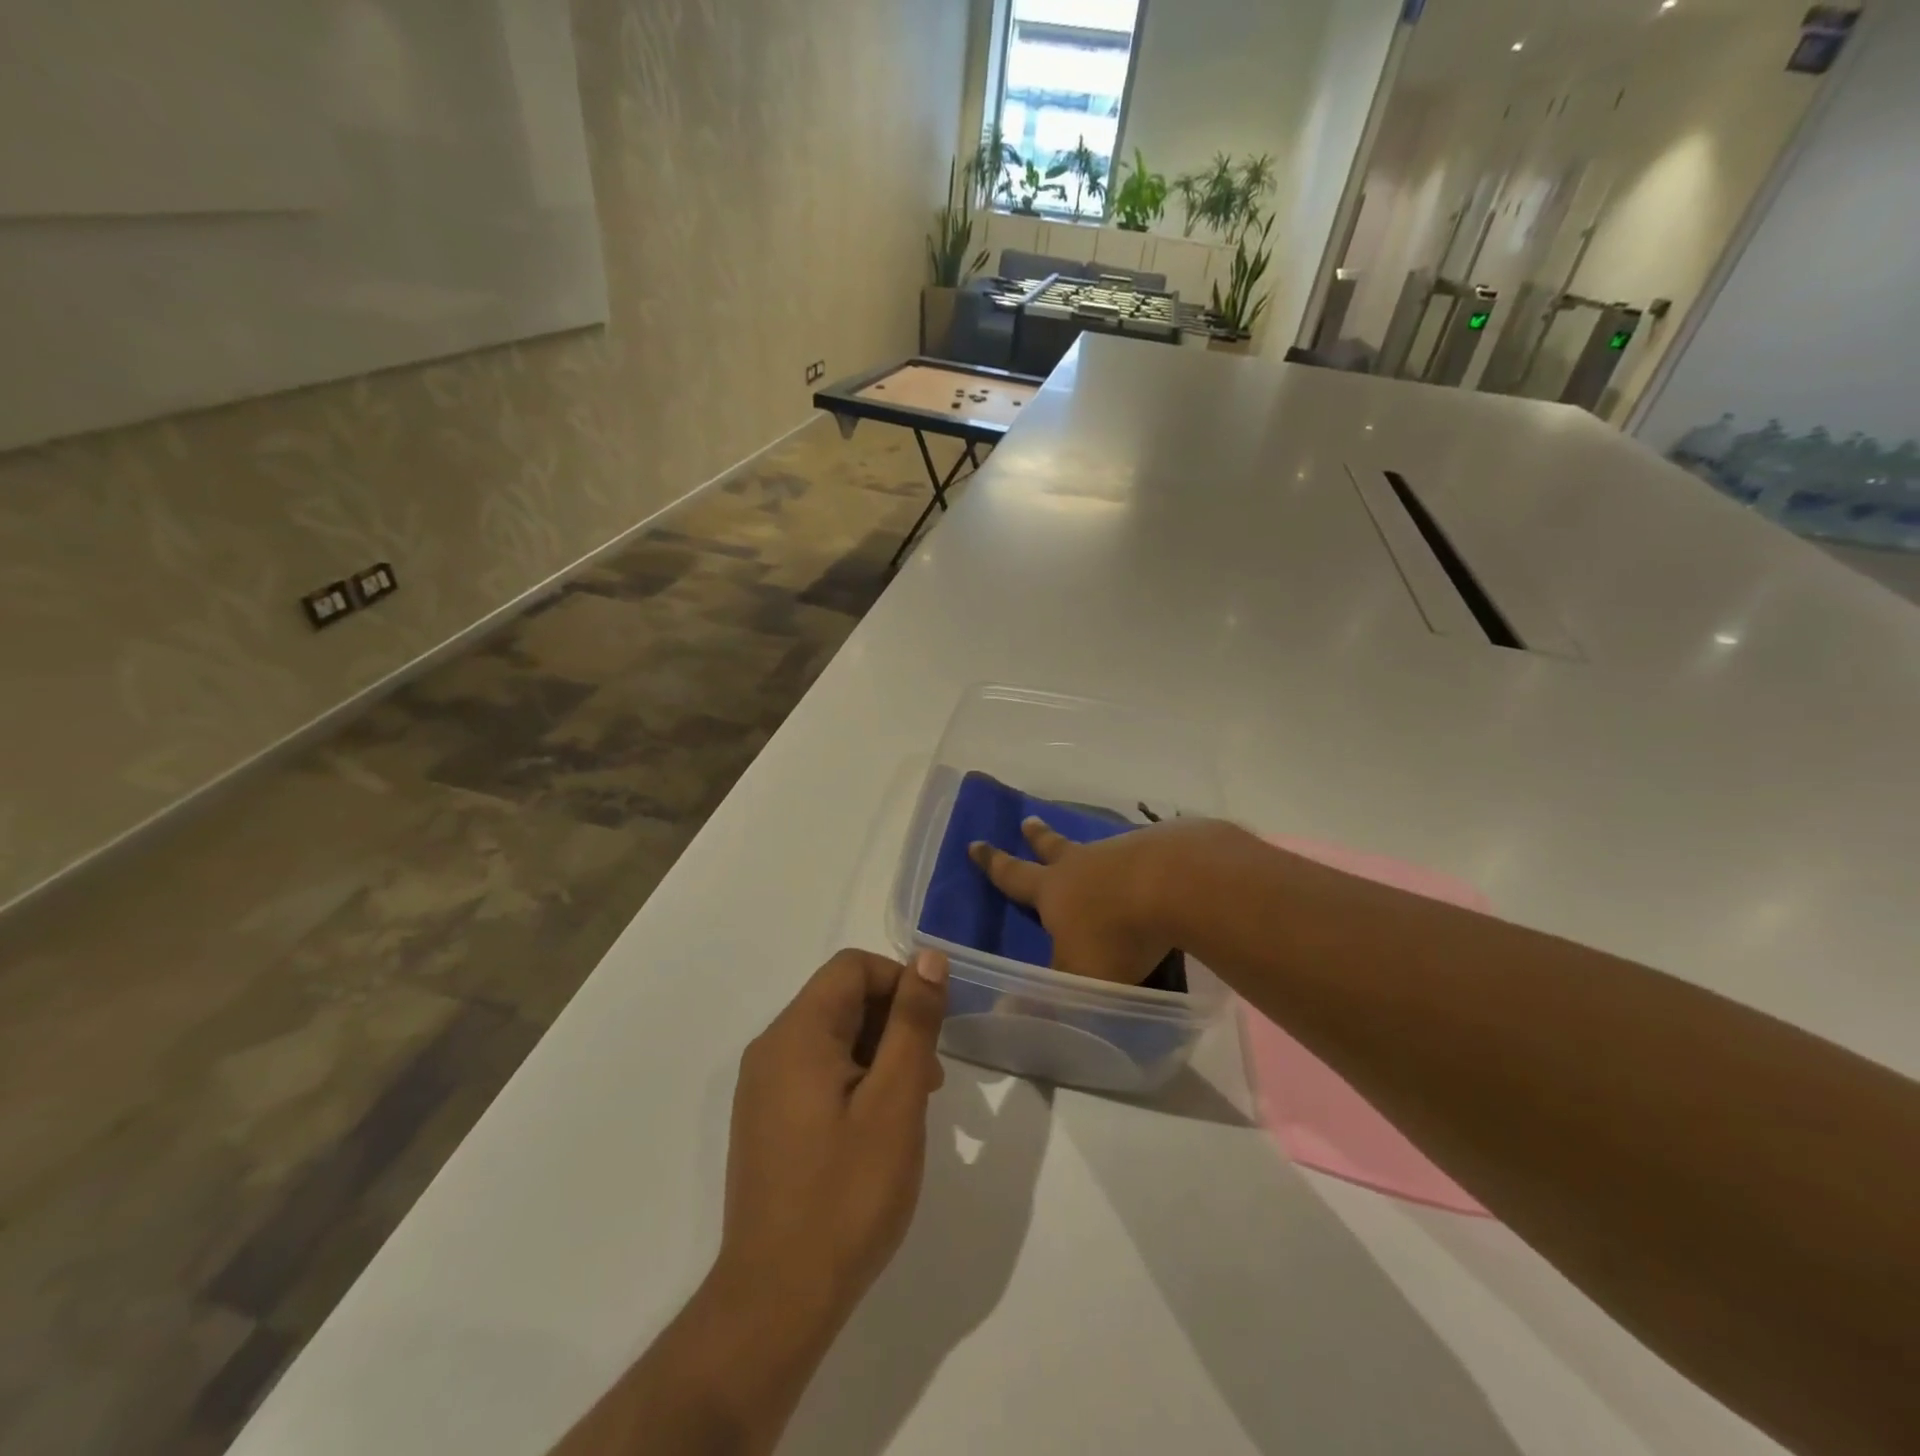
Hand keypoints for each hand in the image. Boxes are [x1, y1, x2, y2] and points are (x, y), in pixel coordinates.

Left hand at [718, 947, 948, 1322]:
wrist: (777, 1301)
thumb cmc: (846, 1194)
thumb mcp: (895, 1100)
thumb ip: (913, 1022)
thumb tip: (928, 958)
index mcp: (797, 1033)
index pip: (853, 968)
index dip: (900, 983)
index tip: (933, 1030)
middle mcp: (771, 1048)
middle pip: (841, 999)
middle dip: (893, 1023)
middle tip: (928, 1080)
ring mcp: (763, 1087)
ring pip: (832, 1038)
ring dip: (879, 1054)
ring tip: (910, 1108)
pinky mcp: (766, 1120)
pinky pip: (816, 1072)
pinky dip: (855, 1080)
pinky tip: (876, 1130)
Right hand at [968, 816, 1225, 983]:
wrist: (1177, 883)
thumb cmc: (1116, 935)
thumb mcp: (1078, 977)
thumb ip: (1049, 993)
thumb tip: (1007, 1013)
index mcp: (1053, 890)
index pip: (1013, 875)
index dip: (992, 863)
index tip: (975, 843)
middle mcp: (1082, 864)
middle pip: (1054, 847)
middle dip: (1038, 837)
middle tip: (1028, 821)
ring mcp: (1121, 852)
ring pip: (1098, 850)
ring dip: (1090, 852)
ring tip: (1094, 853)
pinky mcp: (1159, 850)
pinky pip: (1139, 854)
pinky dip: (1137, 861)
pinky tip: (1149, 869)